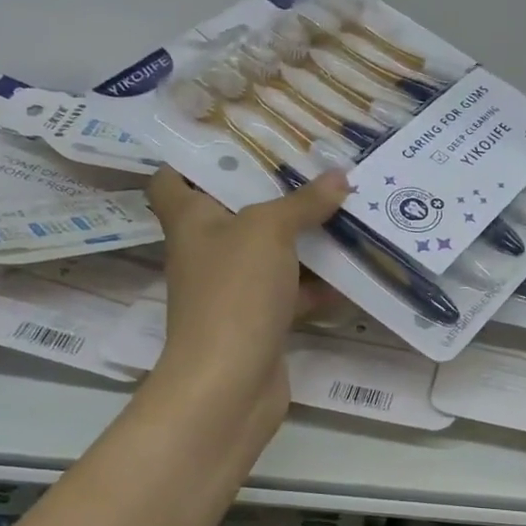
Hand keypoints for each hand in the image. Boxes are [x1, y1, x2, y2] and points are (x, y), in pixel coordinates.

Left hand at [146, 167, 349, 406]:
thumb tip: (340, 176)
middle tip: (312, 171)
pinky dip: (318, 286)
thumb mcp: (268, 232)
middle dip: (273, 195)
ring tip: (345, 213)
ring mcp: (232, 291)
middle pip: (234, 214)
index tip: (236, 142)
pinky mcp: (259, 323)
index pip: (172, 180)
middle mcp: (206, 253)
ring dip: (304, 241)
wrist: (229, 382)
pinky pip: (291, 294)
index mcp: (190, 221)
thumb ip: (303, 202)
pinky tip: (353, 273)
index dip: (194, 159)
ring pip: (269, 255)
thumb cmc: (234, 292)